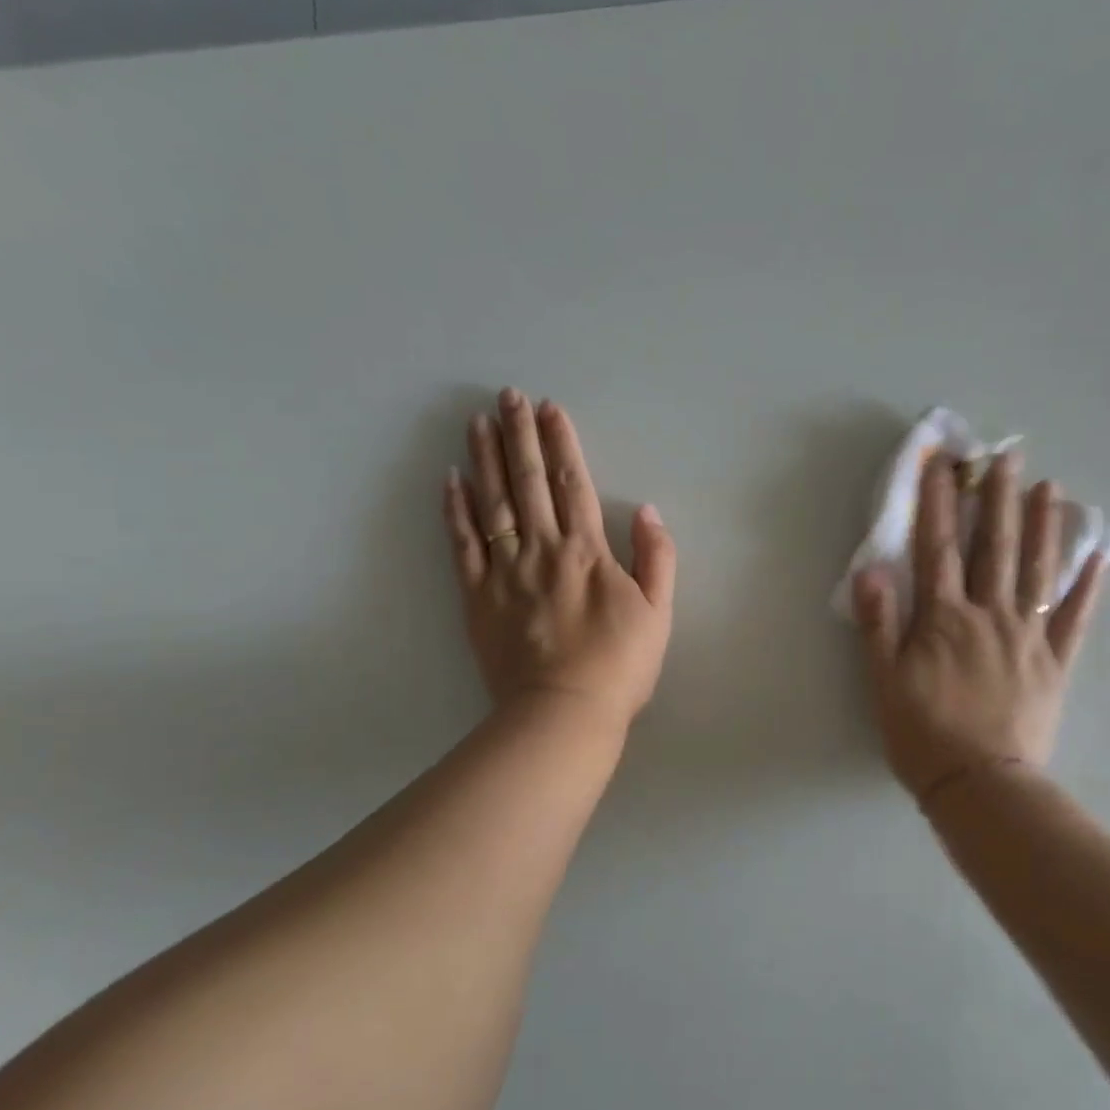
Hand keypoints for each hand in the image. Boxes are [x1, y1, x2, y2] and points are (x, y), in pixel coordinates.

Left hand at [444, 390, 675, 727]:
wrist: (564, 713)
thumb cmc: (619, 666)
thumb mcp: (658, 614)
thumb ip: (655, 558)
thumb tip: (647, 510)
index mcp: (588, 552)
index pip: (574, 484)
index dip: (562, 443)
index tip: (550, 409)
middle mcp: (543, 549)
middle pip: (529, 482)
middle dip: (520, 435)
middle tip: (508, 396)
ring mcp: (505, 571)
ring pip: (493, 502)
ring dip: (485, 459)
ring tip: (477, 422)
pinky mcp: (478, 596)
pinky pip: (463, 544)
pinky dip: (456, 510)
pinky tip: (451, 480)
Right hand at [853, 451, 1105, 800]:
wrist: (979, 784)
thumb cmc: (922, 733)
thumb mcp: (883, 681)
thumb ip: (879, 623)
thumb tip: (872, 569)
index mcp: (943, 618)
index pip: (937, 548)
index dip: (938, 503)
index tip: (942, 463)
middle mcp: (988, 615)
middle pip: (993, 547)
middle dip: (997, 498)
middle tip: (1007, 455)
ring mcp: (1027, 637)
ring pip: (1037, 571)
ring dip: (1043, 526)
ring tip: (1050, 487)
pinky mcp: (1055, 663)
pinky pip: (1074, 618)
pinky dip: (1087, 585)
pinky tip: (1098, 555)